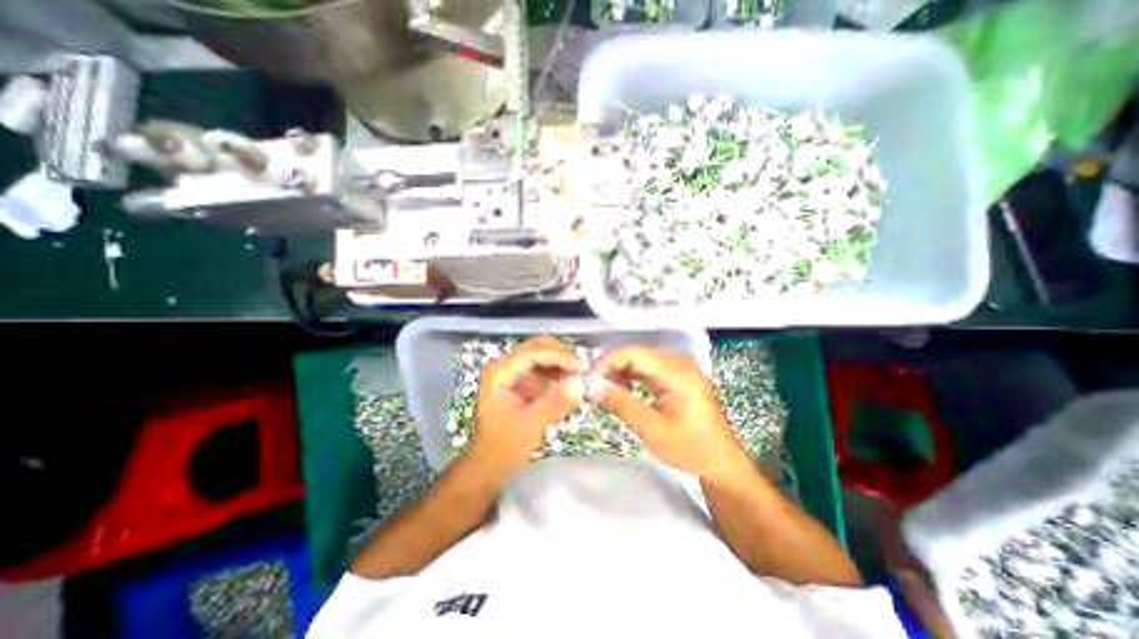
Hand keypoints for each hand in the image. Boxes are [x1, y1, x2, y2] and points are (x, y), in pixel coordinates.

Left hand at [466, 341, 582, 478]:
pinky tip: (570, 384)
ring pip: (542, 356)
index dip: (560, 356)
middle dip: (562, 356)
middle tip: (584, 370)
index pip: (533, 352)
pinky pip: (543, 369)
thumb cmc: (504, 447)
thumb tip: (579, 383)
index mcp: (499, 373)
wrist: (489, 465)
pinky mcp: (521, 382)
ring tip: (580, 378)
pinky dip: (558, 373)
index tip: (582, 367)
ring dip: (562, 363)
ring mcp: (512, 373)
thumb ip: (554, 403)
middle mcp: (504, 366)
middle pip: (537, 348)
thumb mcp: (530, 426)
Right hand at [587, 348, 753, 482]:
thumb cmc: (690, 449)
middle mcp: (679, 362)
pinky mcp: (680, 375)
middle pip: (637, 354)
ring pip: (642, 359)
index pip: (634, 353)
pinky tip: (624, 388)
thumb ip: (621, 403)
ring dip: (621, 371)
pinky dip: (633, 375)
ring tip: (605, 389)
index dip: (608, 361)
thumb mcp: (652, 429)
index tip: (589, 378)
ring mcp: (681, 368)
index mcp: (676, 372)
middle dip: (612, 367)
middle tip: (594, 386)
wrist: (721, 462)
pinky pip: (650, 367)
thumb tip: (592, 386)